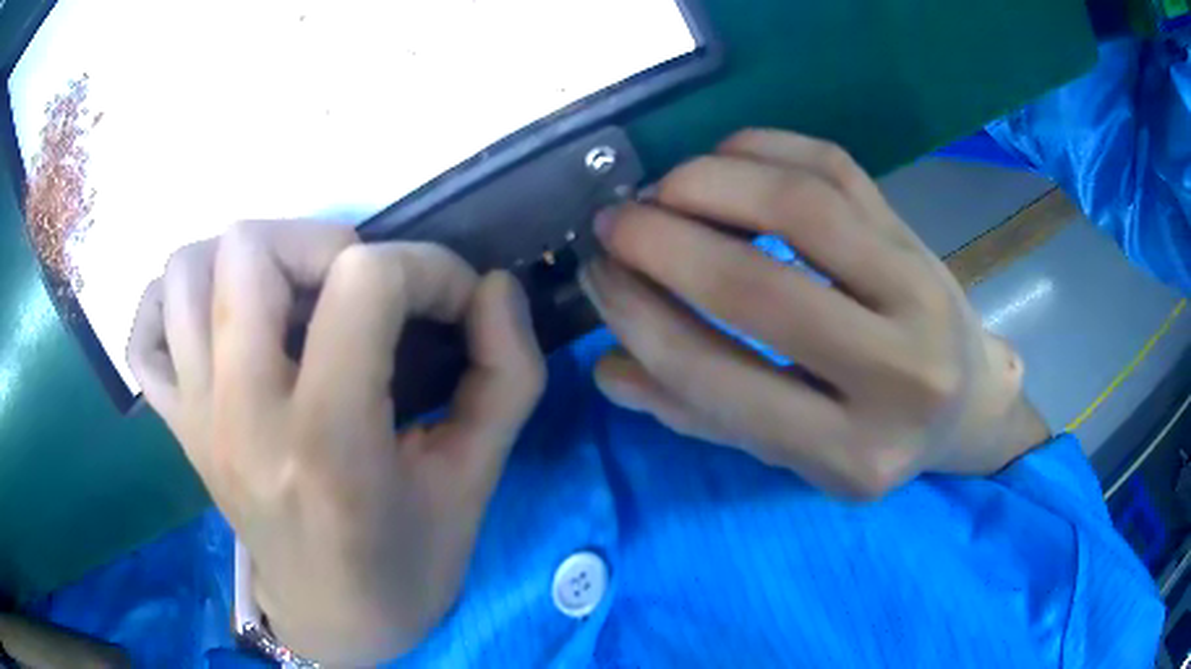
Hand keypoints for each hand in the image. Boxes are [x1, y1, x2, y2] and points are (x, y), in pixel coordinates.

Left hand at [127, 222, 544, 663]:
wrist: (334, 622)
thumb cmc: (407, 564)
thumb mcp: (475, 482)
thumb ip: (507, 377)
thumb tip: (497, 288)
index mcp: (326, 444)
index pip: (363, 283)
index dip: (428, 269)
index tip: (453, 303)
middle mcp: (241, 417)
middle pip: (249, 250)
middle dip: (326, 244)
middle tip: (361, 293)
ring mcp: (195, 418)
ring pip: (185, 271)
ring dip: (247, 263)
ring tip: (293, 301)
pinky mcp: (176, 425)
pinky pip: (144, 330)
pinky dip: (173, 306)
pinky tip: (220, 326)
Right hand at [581, 129, 1048, 498]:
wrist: (966, 404)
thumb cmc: (872, 437)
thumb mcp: (792, 452)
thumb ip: (701, 415)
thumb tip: (610, 366)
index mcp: (852, 456)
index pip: (719, 380)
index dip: (640, 318)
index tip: (596, 276)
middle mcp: (898, 377)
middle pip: (761, 290)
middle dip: (662, 243)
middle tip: (612, 222)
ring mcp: (920, 293)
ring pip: (803, 208)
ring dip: (709, 183)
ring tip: (660, 188)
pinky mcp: (918, 236)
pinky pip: (833, 167)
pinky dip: (762, 148)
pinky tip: (720, 159)